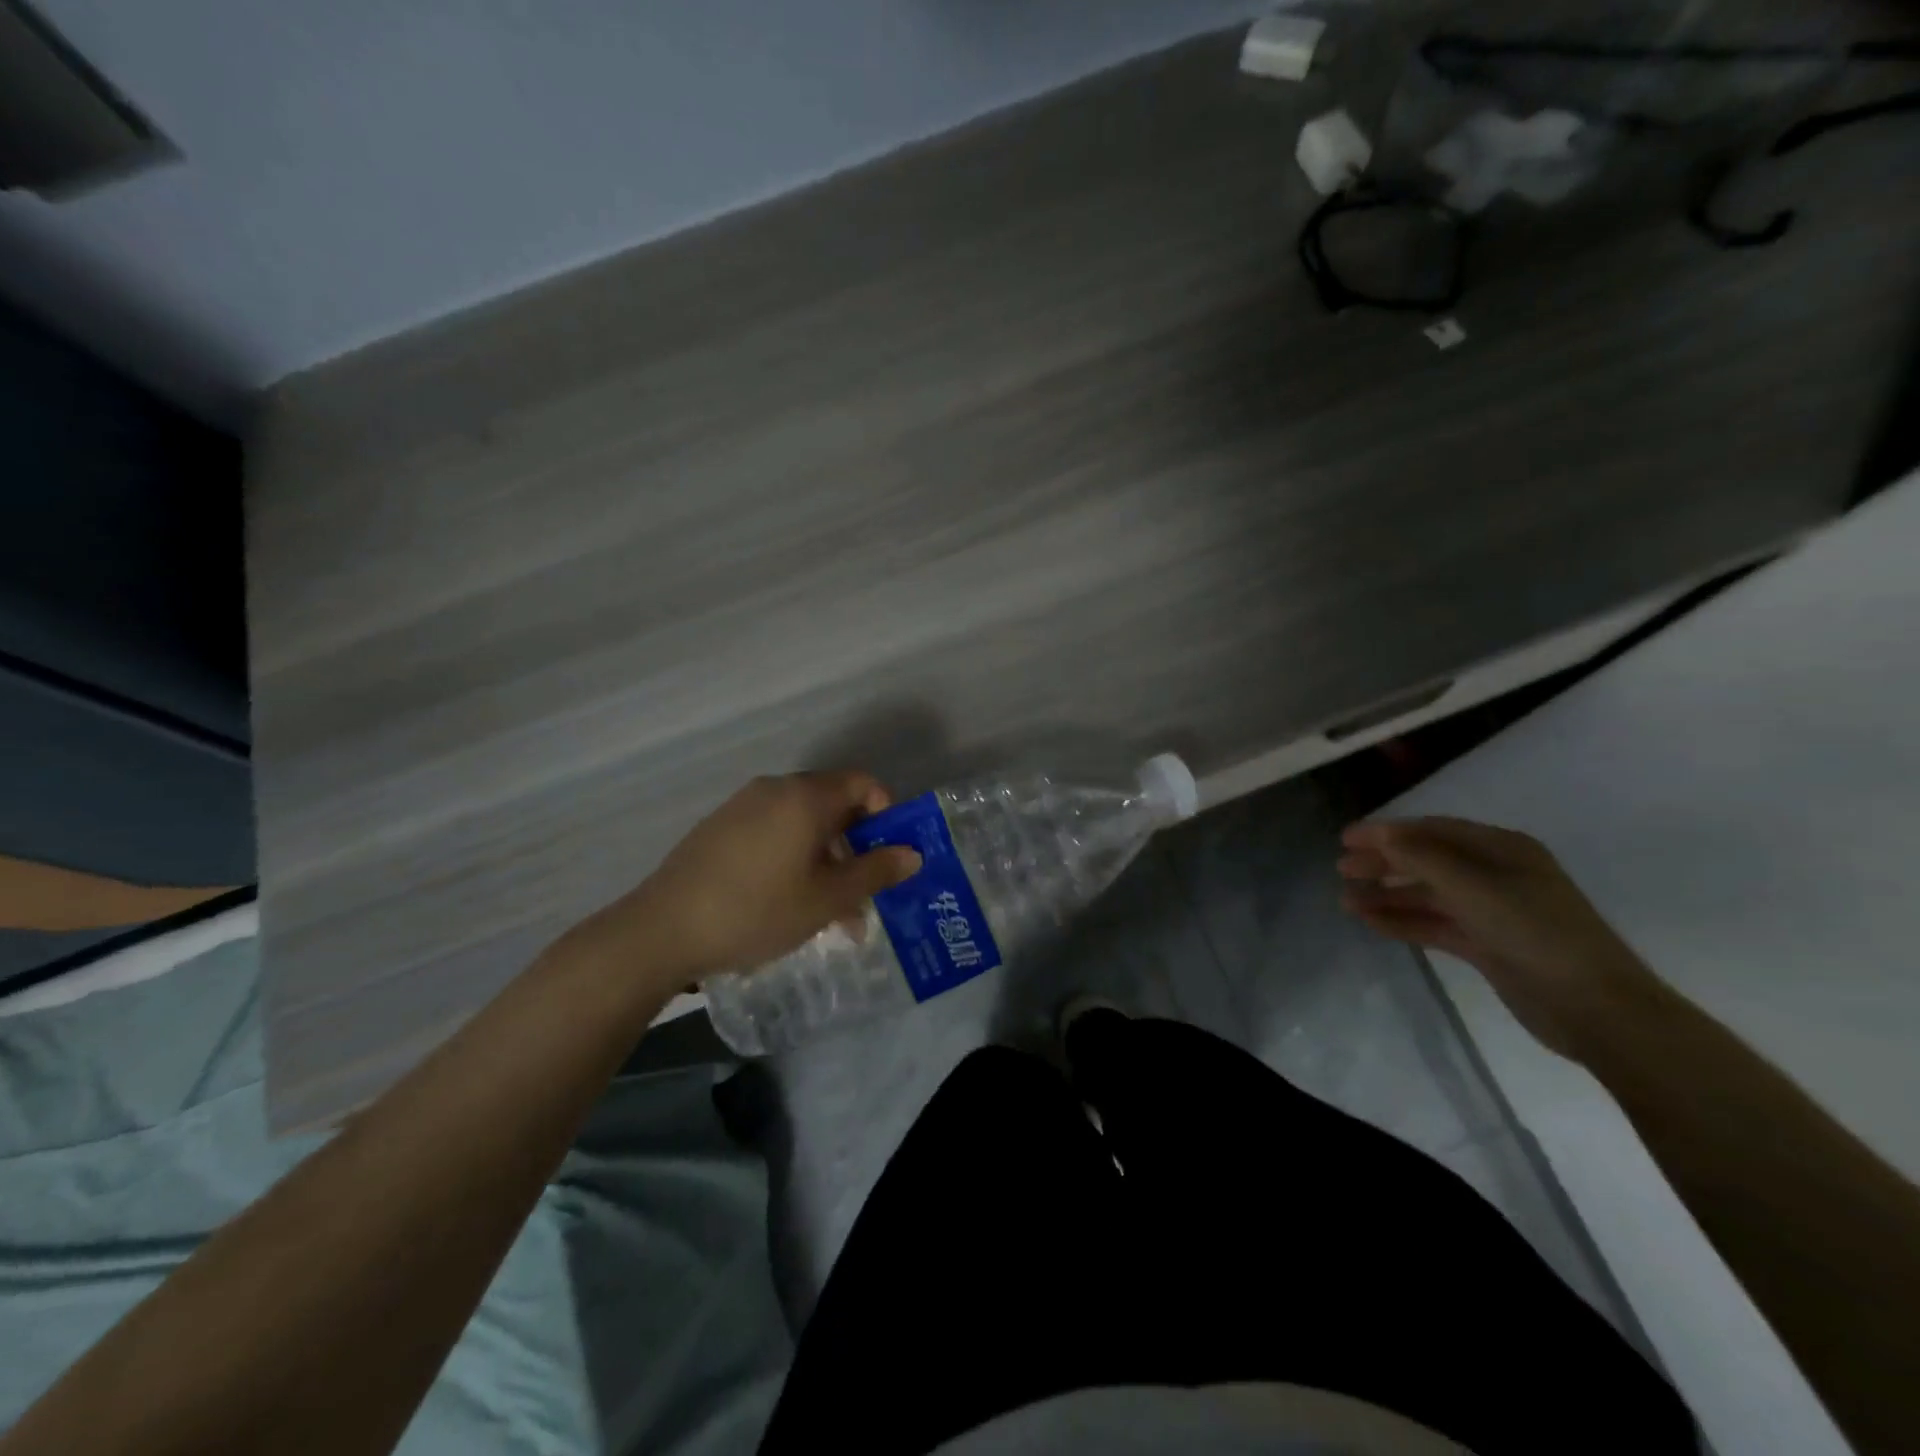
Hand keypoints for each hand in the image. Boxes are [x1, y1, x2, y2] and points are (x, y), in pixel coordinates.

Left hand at [564, 772, 922, 990]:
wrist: (662, 929)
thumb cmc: (758, 910)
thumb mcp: (827, 898)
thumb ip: (875, 872)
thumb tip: (912, 854)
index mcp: (806, 797)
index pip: (862, 783)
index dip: (886, 813)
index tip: (889, 854)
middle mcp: (775, 789)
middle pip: (832, 804)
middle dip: (855, 848)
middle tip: (863, 894)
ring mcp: (742, 806)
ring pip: (801, 824)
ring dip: (825, 861)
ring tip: (829, 914)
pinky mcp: (719, 828)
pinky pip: (772, 832)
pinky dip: (792, 858)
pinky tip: (787, 904)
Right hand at [1338, 816, 1661, 1061]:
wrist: (1597, 1008)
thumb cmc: (1536, 933)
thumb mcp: (1475, 887)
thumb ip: (1422, 858)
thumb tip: (1380, 834)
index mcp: (1503, 850)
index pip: (1433, 830)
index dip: (1387, 832)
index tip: (1345, 840)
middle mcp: (1496, 875)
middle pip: (1428, 861)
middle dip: (1384, 863)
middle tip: (1341, 870)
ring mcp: (1492, 912)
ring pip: (1428, 896)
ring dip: (1388, 896)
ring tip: (1347, 902)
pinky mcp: (1488, 946)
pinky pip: (1435, 926)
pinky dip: (1403, 922)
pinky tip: (1371, 924)